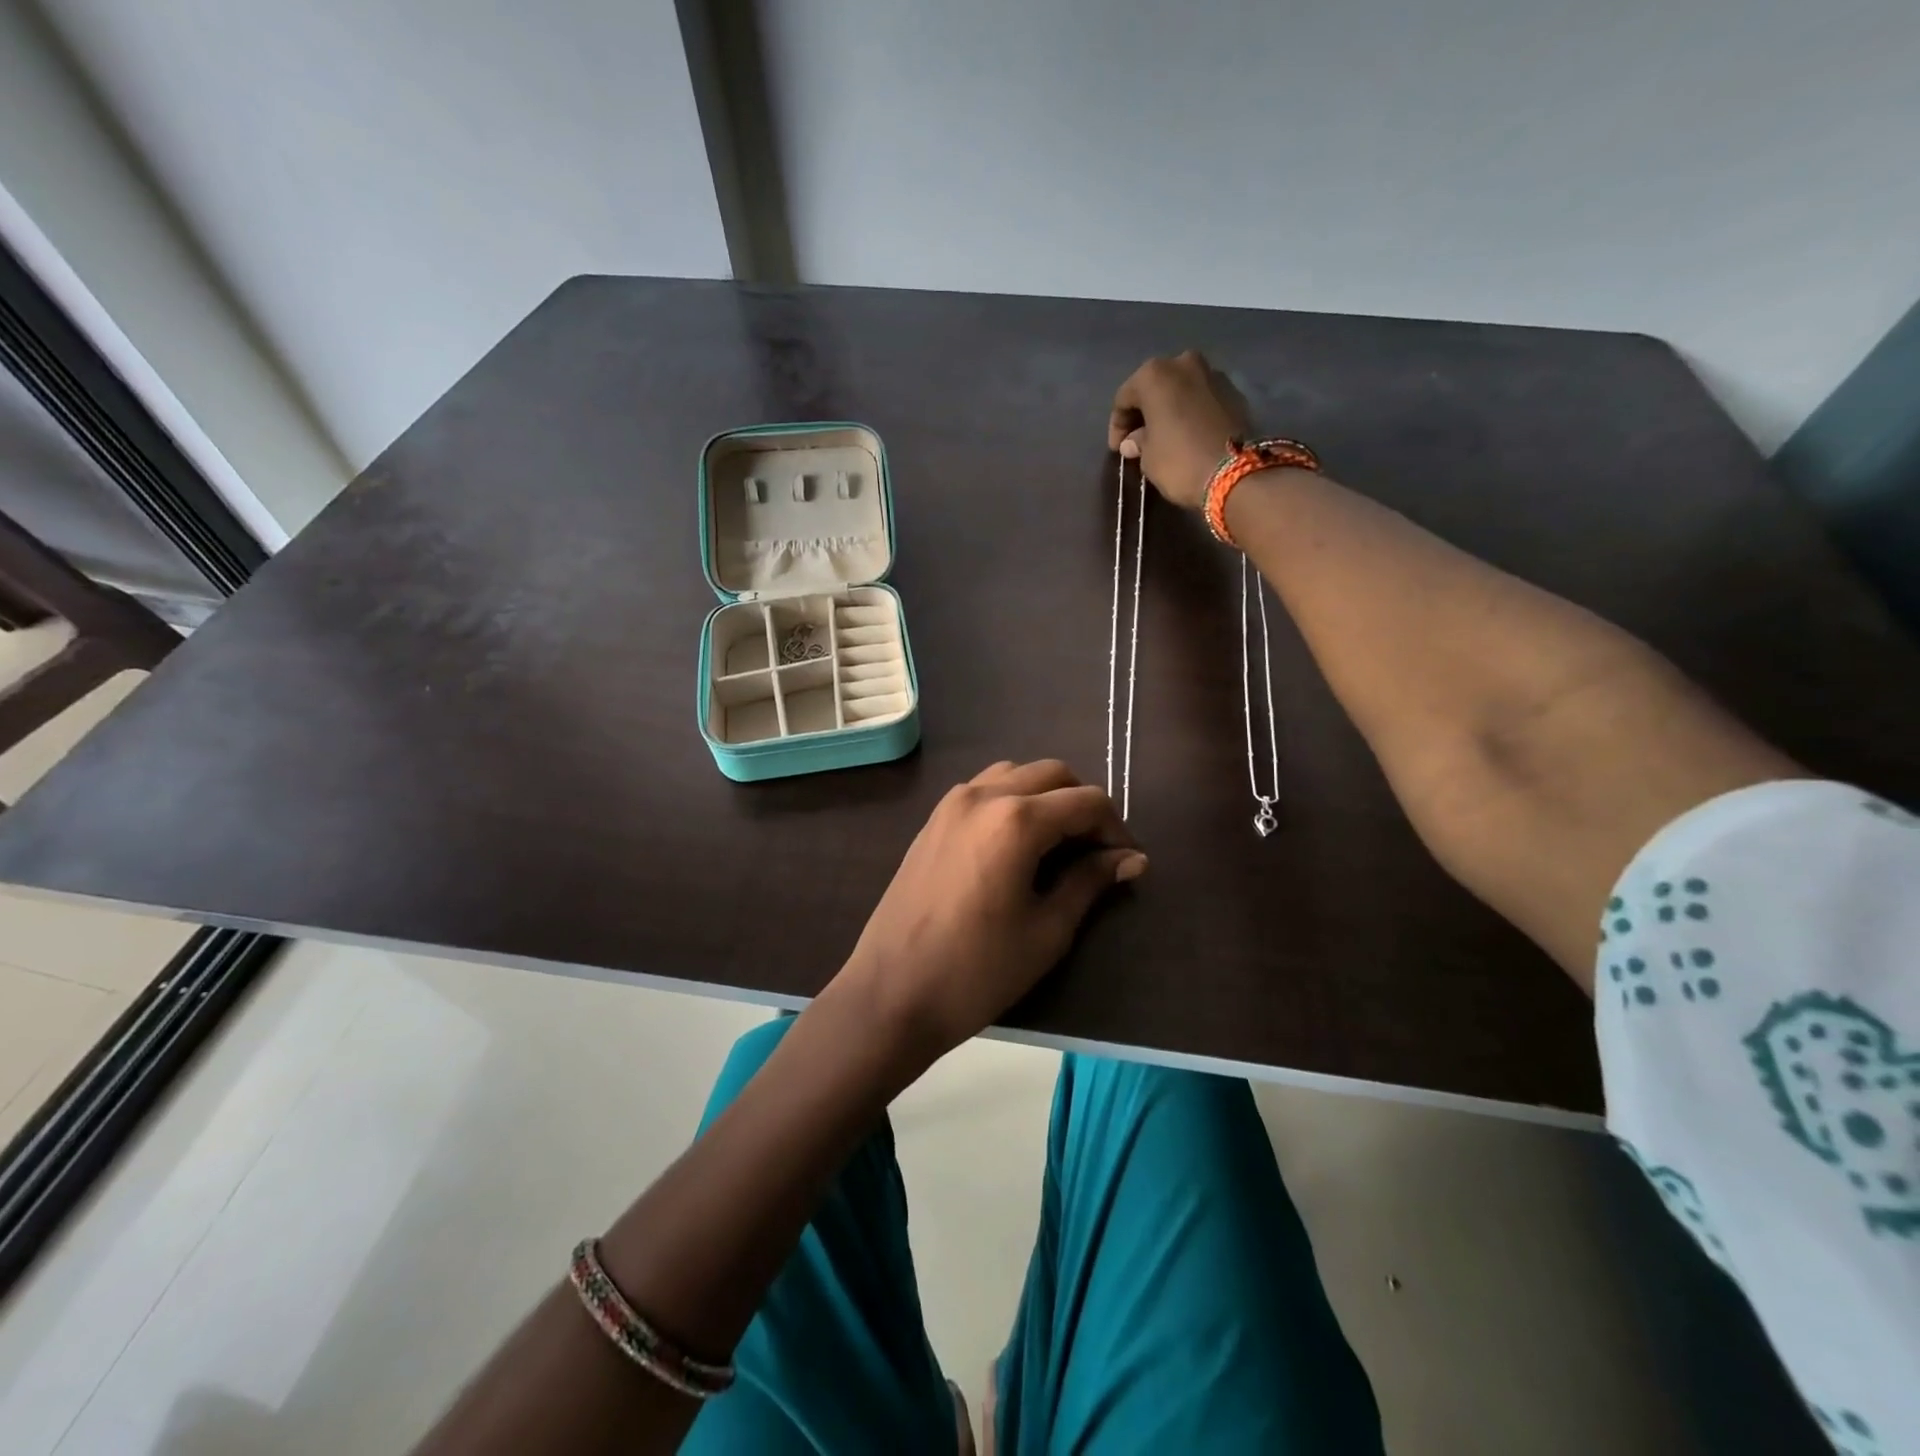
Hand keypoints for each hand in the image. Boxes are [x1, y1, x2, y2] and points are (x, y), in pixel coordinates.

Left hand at [831, 760, 1146, 1059]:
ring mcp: (951, 803)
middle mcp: (983, 795)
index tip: (1126, 862)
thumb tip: (1132, 858)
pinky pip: (984, 790)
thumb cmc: (978, 970)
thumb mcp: (1047, 930)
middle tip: (1096, 852)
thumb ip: (1090, 882)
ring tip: (1059, 845)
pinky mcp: (933, 820)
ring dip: (1046, 797)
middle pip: (1052, 774)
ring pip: (1015, 774)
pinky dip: (1012, 801)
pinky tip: (1017, 845)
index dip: (1116, 828)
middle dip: (1083, 805)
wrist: (892, 992)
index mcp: (1015, 819)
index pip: (1086, 801)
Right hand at [1108, 350, 1250, 509]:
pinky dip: (1191, 412)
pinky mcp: (1234, 391)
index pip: (1124, 397)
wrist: (1237, 473)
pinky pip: (1202, 399)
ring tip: (1164, 437)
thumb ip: (1138, 442)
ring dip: (1169, 410)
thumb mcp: (1148, 457)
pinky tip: (1187, 435)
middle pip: (1154, 387)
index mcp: (1155, 374)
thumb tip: (1134, 441)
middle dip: (1144, 413)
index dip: (1117, 425)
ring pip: (1180, 390)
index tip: (1117, 449)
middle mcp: (1184, 362)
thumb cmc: (1179, 461)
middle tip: (1138, 440)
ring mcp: (1213, 373)